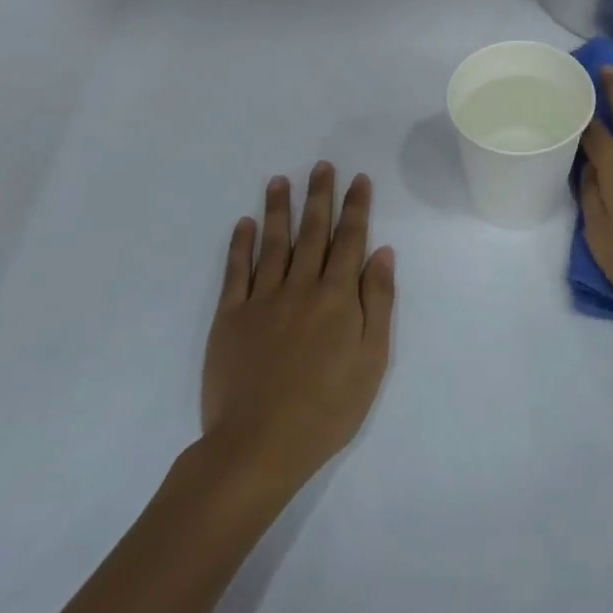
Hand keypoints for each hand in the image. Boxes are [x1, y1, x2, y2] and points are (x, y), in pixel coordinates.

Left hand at [202, 163, 394, 485]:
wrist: (259, 446)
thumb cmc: (327, 408)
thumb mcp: (372, 359)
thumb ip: (378, 302)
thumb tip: (381, 252)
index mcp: (338, 297)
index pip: (350, 240)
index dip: (356, 207)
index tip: (358, 179)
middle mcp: (301, 287)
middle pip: (313, 232)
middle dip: (320, 196)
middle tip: (321, 166)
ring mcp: (262, 300)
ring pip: (273, 243)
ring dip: (278, 209)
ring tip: (280, 180)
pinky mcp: (230, 317)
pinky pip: (236, 272)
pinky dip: (241, 245)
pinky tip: (245, 224)